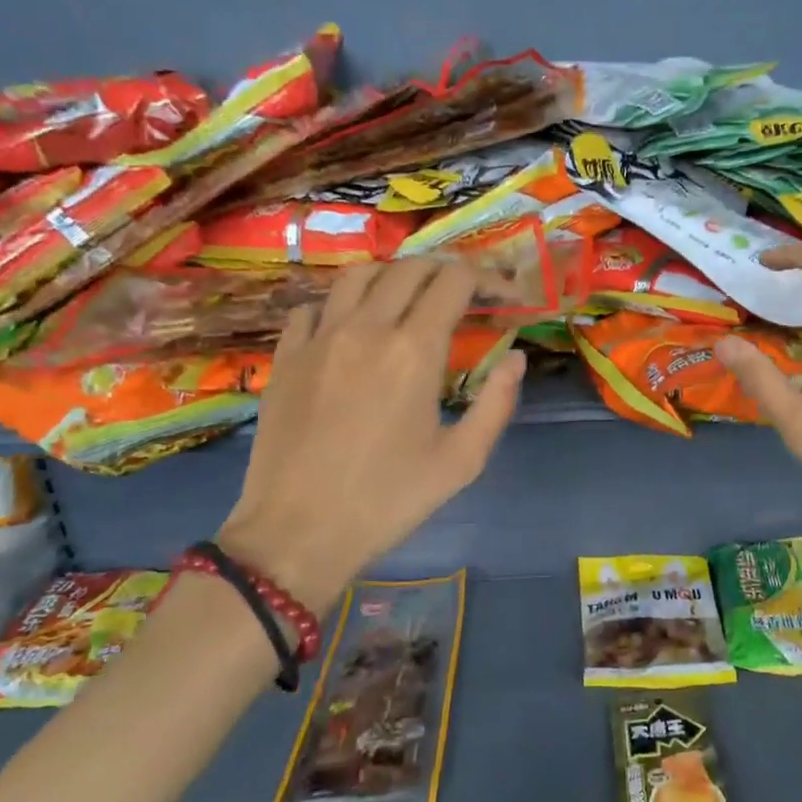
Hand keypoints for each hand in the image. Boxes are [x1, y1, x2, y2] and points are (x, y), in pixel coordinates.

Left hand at [217, 259, 525, 615]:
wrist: (297, 533)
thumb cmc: (388, 500)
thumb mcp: (461, 461)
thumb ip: (496, 403)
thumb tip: (515, 358)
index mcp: (413, 350)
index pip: (454, 281)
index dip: (487, 278)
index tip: (503, 296)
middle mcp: (365, 328)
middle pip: (410, 268)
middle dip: (445, 272)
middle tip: (463, 297)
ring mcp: (318, 338)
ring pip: (358, 274)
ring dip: (392, 276)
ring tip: (408, 300)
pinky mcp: (286, 356)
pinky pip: (313, 306)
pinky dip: (340, 304)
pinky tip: (350, 329)